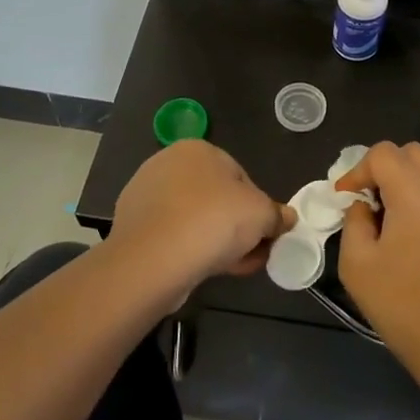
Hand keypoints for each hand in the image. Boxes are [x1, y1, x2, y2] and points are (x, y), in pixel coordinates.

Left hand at [110, 141, 293, 291]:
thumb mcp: (262, 215)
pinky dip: (189, 250)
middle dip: (237, 226)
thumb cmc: (213, 221)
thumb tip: (287, 218)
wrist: (152, 260)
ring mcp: (145, 195)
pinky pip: (172, 236)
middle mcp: (167, 164)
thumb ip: (277, 215)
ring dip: (216, 240)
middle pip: (216, 198)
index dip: (257, 207)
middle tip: (252, 253)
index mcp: (197, 149)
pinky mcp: (132, 227)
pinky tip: (201, 270)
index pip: (239, 176)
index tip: (265, 233)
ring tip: (232, 267)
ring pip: (194, 219)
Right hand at [334, 143, 419, 411]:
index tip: (344, 198)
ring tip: (387, 218)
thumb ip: (354, 223)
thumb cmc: (406, 307)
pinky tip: (411, 234)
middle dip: (383, 168)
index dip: (358, 170)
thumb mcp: (358, 266)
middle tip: (366, 201)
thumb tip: (363, 207)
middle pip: (411, 154)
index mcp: (414, 191)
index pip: (383, 153)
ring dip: (405, 182)